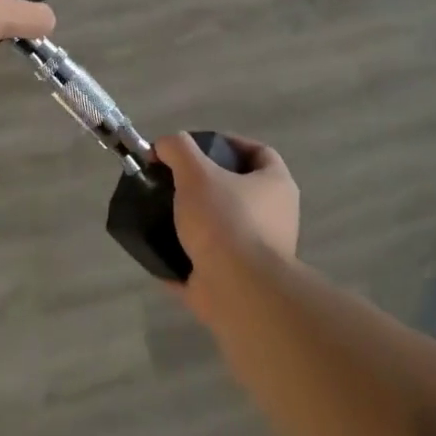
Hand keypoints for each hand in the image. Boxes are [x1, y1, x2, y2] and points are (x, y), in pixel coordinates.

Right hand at [160, 132, 299, 289]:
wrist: (238, 291)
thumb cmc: (225, 221)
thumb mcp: (196, 173)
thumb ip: (179, 150)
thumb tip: (164, 144)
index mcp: (277, 186)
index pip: (258, 152)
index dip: (229, 144)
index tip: (197, 147)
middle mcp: (276, 218)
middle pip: (239, 191)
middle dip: (206, 184)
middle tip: (175, 180)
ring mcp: (259, 254)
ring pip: (222, 228)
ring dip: (195, 222)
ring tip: (162, 212)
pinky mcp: (239, 283)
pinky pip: (207, 262)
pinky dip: (185, 256)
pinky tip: (159, 248)